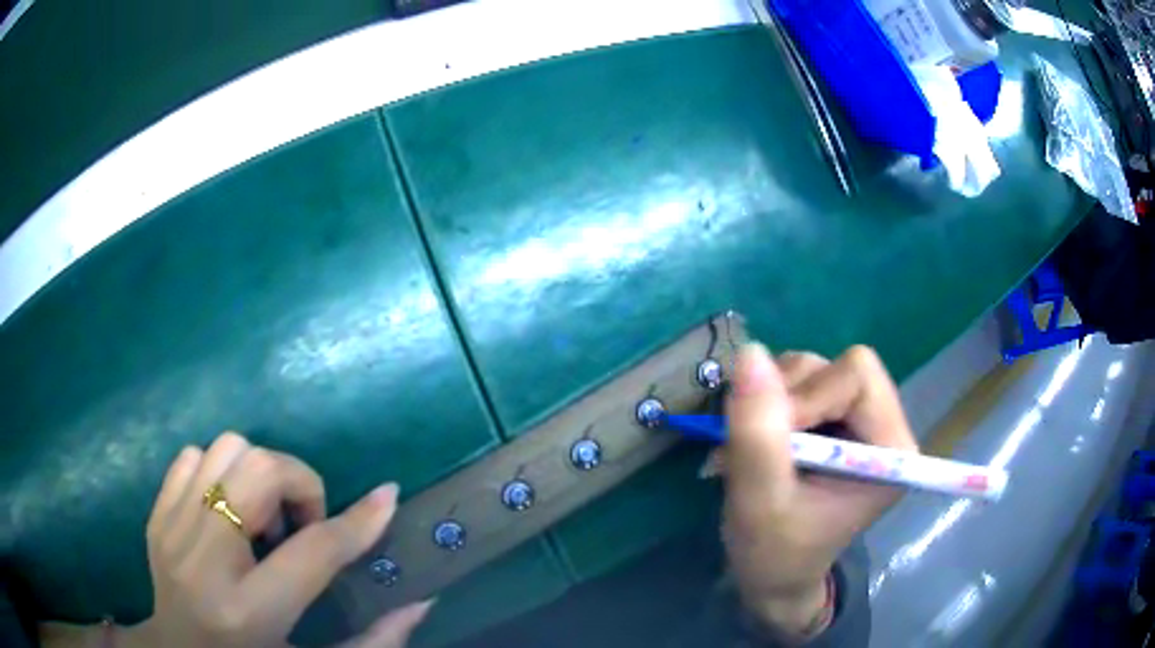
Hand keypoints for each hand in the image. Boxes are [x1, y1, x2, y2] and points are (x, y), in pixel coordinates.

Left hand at [127, 433, 429, 647]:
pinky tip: (229, 510)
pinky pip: (193, 456)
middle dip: (299, 484)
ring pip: (226, 450)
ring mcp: (172, 528)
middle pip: (259, 473)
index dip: (357, 523)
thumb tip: (422, 602)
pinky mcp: (157, 513)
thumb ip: (374, 643)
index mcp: (249, 612)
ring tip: (265, 517)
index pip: (312, 552)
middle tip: (305, 524)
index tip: (387, 497)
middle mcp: (204, 560)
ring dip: (260, 473)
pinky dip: (220, 471)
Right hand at [718, 344, 917, 638]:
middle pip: (837, 367)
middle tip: (756, 443)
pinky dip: (767, 403)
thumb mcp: (760, 502)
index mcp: (891, 449)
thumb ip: (757, 433)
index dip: (808, 397)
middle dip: (788, 398)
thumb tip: (751, 353)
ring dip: (771, 401)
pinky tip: (757, 441)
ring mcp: (857, 419)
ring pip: (813, 369)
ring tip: (751, 448)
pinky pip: (798, 381)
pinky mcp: (833, 419)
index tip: (769, 442)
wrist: (773, 576)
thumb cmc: (775, 553)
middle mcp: (883, 425)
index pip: (858, 377)